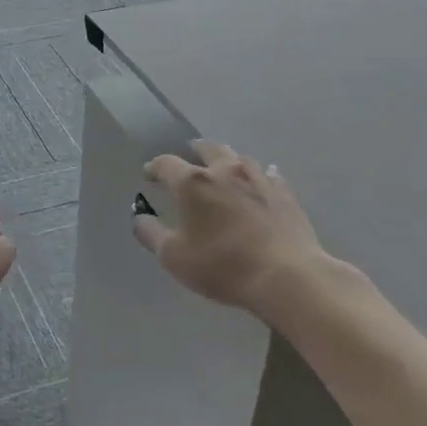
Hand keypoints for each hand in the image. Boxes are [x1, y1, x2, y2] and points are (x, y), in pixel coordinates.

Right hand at [134, 141, 350, 314]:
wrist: (287, 277)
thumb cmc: (222, 266)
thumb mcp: (174, 257)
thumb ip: (150, 234)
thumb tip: (139, 218)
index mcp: (193, 182)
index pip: (166, 163)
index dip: (154, 167)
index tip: (149, 174)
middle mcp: (225, 170)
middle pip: (207, 148)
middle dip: (193, 152)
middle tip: (188, 159)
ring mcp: (259, 178)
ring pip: (239, 157)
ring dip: (226, 161)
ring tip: (222, 169)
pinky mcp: (285, 193)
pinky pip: (269, 175)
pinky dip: (258, 176)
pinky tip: (260, 183)